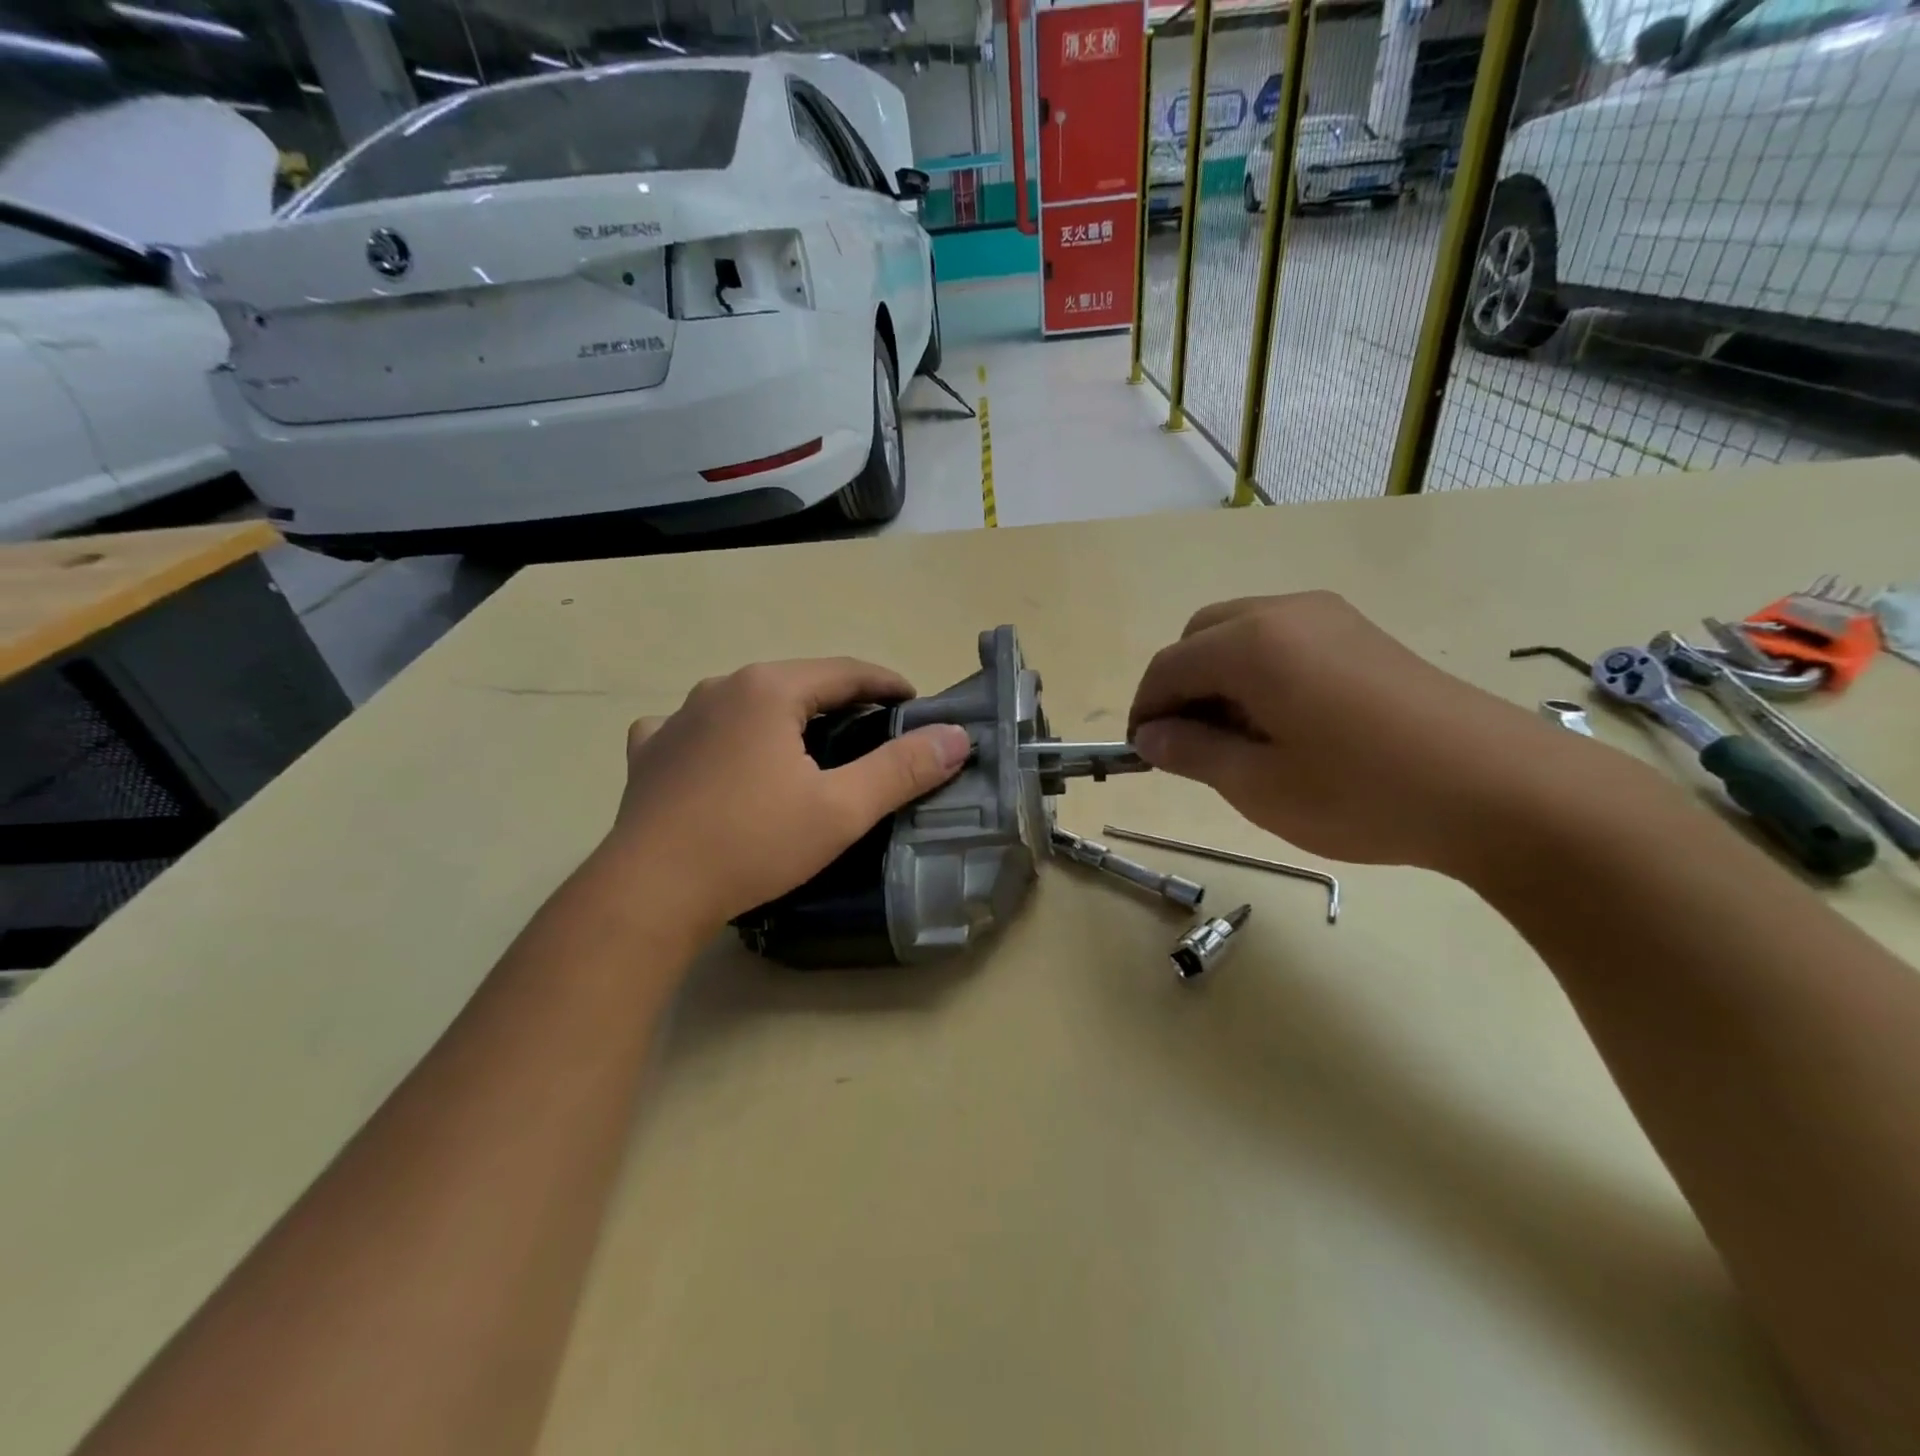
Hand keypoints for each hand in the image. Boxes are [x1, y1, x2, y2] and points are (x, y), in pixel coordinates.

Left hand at [600, 658, 970, 935]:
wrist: (649, 892)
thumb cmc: (752, 843)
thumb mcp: (841, 809)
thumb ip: (902, 769)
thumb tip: (955, 737)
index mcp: (768, 689)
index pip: (845, 671)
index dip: (887, 684)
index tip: (915, 705)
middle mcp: (720, 688)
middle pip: (797, 683)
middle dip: (839, 701)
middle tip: (873, 731)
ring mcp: (677, 718)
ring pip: (747, 704)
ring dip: (783, 717)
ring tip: (807, 748)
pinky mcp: (650, 753)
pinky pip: (697, 729)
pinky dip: (725, 736)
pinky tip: (726, 760)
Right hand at [1127, 592, 1584, 871]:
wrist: (1502, 790)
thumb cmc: (1363, 792)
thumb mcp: (1259, 785)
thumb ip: (1192, 753)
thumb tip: (1151, 737)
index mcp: (1251, 644)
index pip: (1168, 666)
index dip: (1145, 710)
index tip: (1144, 756)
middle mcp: (1285, 612)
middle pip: (1201, 637)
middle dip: (1181, 686)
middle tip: (1191, 746)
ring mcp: (1330, 617)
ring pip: (1242, 634)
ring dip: (1220, 678)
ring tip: (1239, 739)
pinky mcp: (1362, 634)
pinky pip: (1284, 641)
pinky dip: (1260, 673)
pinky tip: (1284, 724)